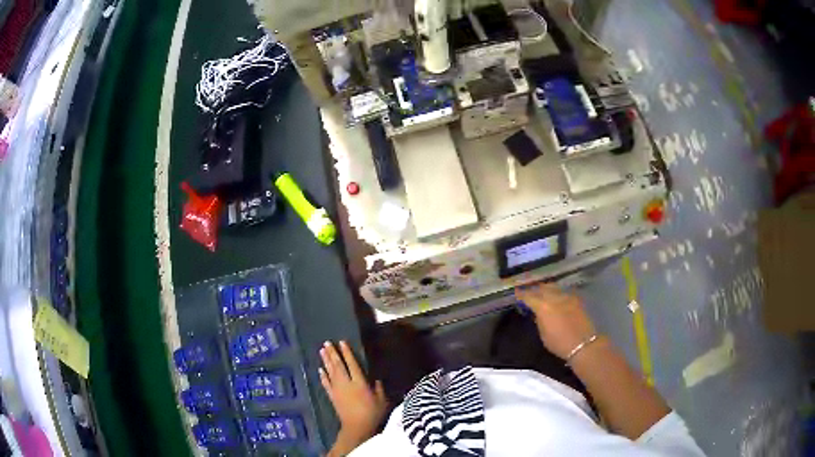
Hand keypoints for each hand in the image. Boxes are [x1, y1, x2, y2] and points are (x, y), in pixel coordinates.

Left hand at [319, 341, 387, 447]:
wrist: (357, 427)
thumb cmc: (372, 413)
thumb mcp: (382, 400)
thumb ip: (379, 388)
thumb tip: (377, 379)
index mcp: (359, 382)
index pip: (352, 364)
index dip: (347, 353)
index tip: (341, 342)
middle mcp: (346, 383)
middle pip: (338, 365)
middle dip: (332, 353)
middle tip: (326, 343)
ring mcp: (337, 390)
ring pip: (330, 372)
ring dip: (326, 361)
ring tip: (321, 351)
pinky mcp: (332, 396)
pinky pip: (326, 384)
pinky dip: (322, 376)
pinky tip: (320, 369)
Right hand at [515, 283, 596, 359]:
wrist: (582, 343)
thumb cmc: (559, 343)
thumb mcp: (543, 334)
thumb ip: (539, 320)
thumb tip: (538, 313)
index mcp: (543, 306)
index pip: (529, 296)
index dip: (522, 294)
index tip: (517, 293)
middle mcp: (554, 297)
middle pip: (542, 288)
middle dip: (534, 289)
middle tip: (529, 292)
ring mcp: (566, 296)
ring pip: (554, 287)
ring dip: (546, 289)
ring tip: (542, 292)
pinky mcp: (576, 299)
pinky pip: (563, 292)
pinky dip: (557, 293)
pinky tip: (556, 297)